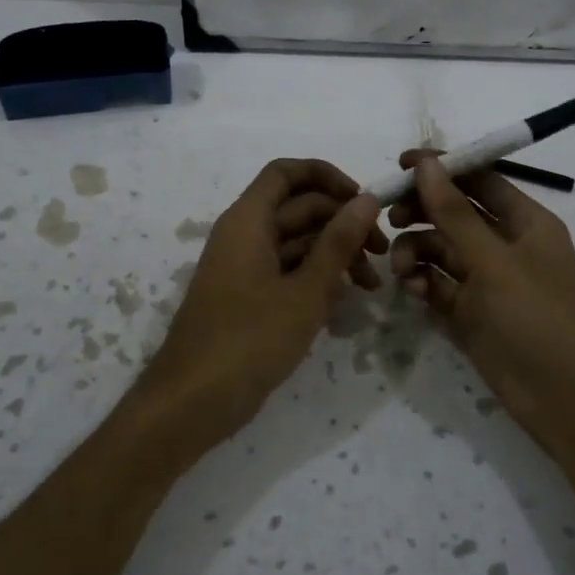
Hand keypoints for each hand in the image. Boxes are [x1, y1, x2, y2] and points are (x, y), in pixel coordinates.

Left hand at [140, 159, 383, 453]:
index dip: (328, 177)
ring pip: (297, 243)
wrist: (192, 401)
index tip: (364, 202)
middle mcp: (244, 235)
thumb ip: (338, 242)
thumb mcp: (306, 291)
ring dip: (335, 255)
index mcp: (248, 220)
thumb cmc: (249, 340)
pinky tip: (344, 301)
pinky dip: (316, 279)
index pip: (287, 172)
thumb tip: (367, 199)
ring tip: (371, 286)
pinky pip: (287, 271)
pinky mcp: (248, 296)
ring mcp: (244, 267)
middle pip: (299, 209)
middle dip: (343, 224)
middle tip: (382, 254)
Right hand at [388, 151, 574, 458]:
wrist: (564, 399)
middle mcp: (504, 245)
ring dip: (416, 252)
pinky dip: (422, 283)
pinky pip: (437, 284)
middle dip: (422, 212)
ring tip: (402, 270)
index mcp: (525, 222)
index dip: (443, 168)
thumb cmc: (537, 318)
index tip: (401, 164)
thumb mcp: (493, 261)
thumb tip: (427, 164)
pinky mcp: (469, 312)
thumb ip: (455, 213)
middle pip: (454, 213)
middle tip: (391, 217)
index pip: (479, 179)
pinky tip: (413, 292)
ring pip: (440, 250)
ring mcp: (486, 280)